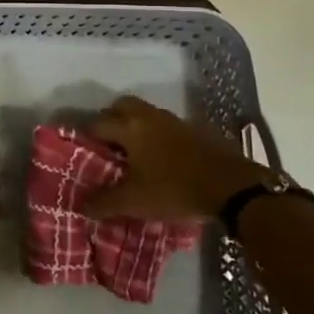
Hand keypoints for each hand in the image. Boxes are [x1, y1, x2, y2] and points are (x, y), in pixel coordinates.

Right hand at [84, 96, 267, 219]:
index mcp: (129, 127)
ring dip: (133, 126)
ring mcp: (173, 120)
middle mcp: (148, 116)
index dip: (84, 137)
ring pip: (143, 113)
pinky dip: (155, 134)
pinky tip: (159, 157)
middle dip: (109, 121)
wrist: (232, 187)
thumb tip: (81, 206)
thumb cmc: (174, 189)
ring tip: (132, 152)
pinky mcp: (193, 129)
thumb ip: (104, 203)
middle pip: (119, 107)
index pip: (95, 123)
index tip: (81, 152)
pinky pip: (164, 124)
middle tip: (106, 145)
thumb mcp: (134, 202)